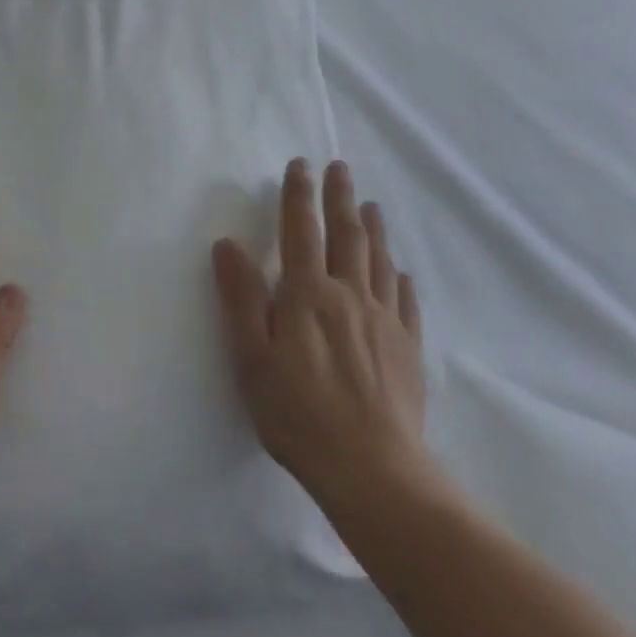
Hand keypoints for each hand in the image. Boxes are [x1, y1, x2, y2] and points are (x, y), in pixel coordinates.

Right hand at [212, 159, 432, 512]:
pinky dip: (401, 280)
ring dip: (373, 229)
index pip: (301, 230)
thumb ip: (241, 298)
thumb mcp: (252, 358)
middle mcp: (350, 296)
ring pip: (379, 262)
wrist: (374, 471)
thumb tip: (228, 244)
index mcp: (308, 294)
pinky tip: (401, 274)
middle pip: (347, 235)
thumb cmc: (299, 414)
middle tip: (341, 167)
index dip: (299, 195)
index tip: (301, 165)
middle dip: (340, 198)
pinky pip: (406, 302)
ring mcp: (384, 321)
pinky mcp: (408, 349)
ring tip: (371, 206)